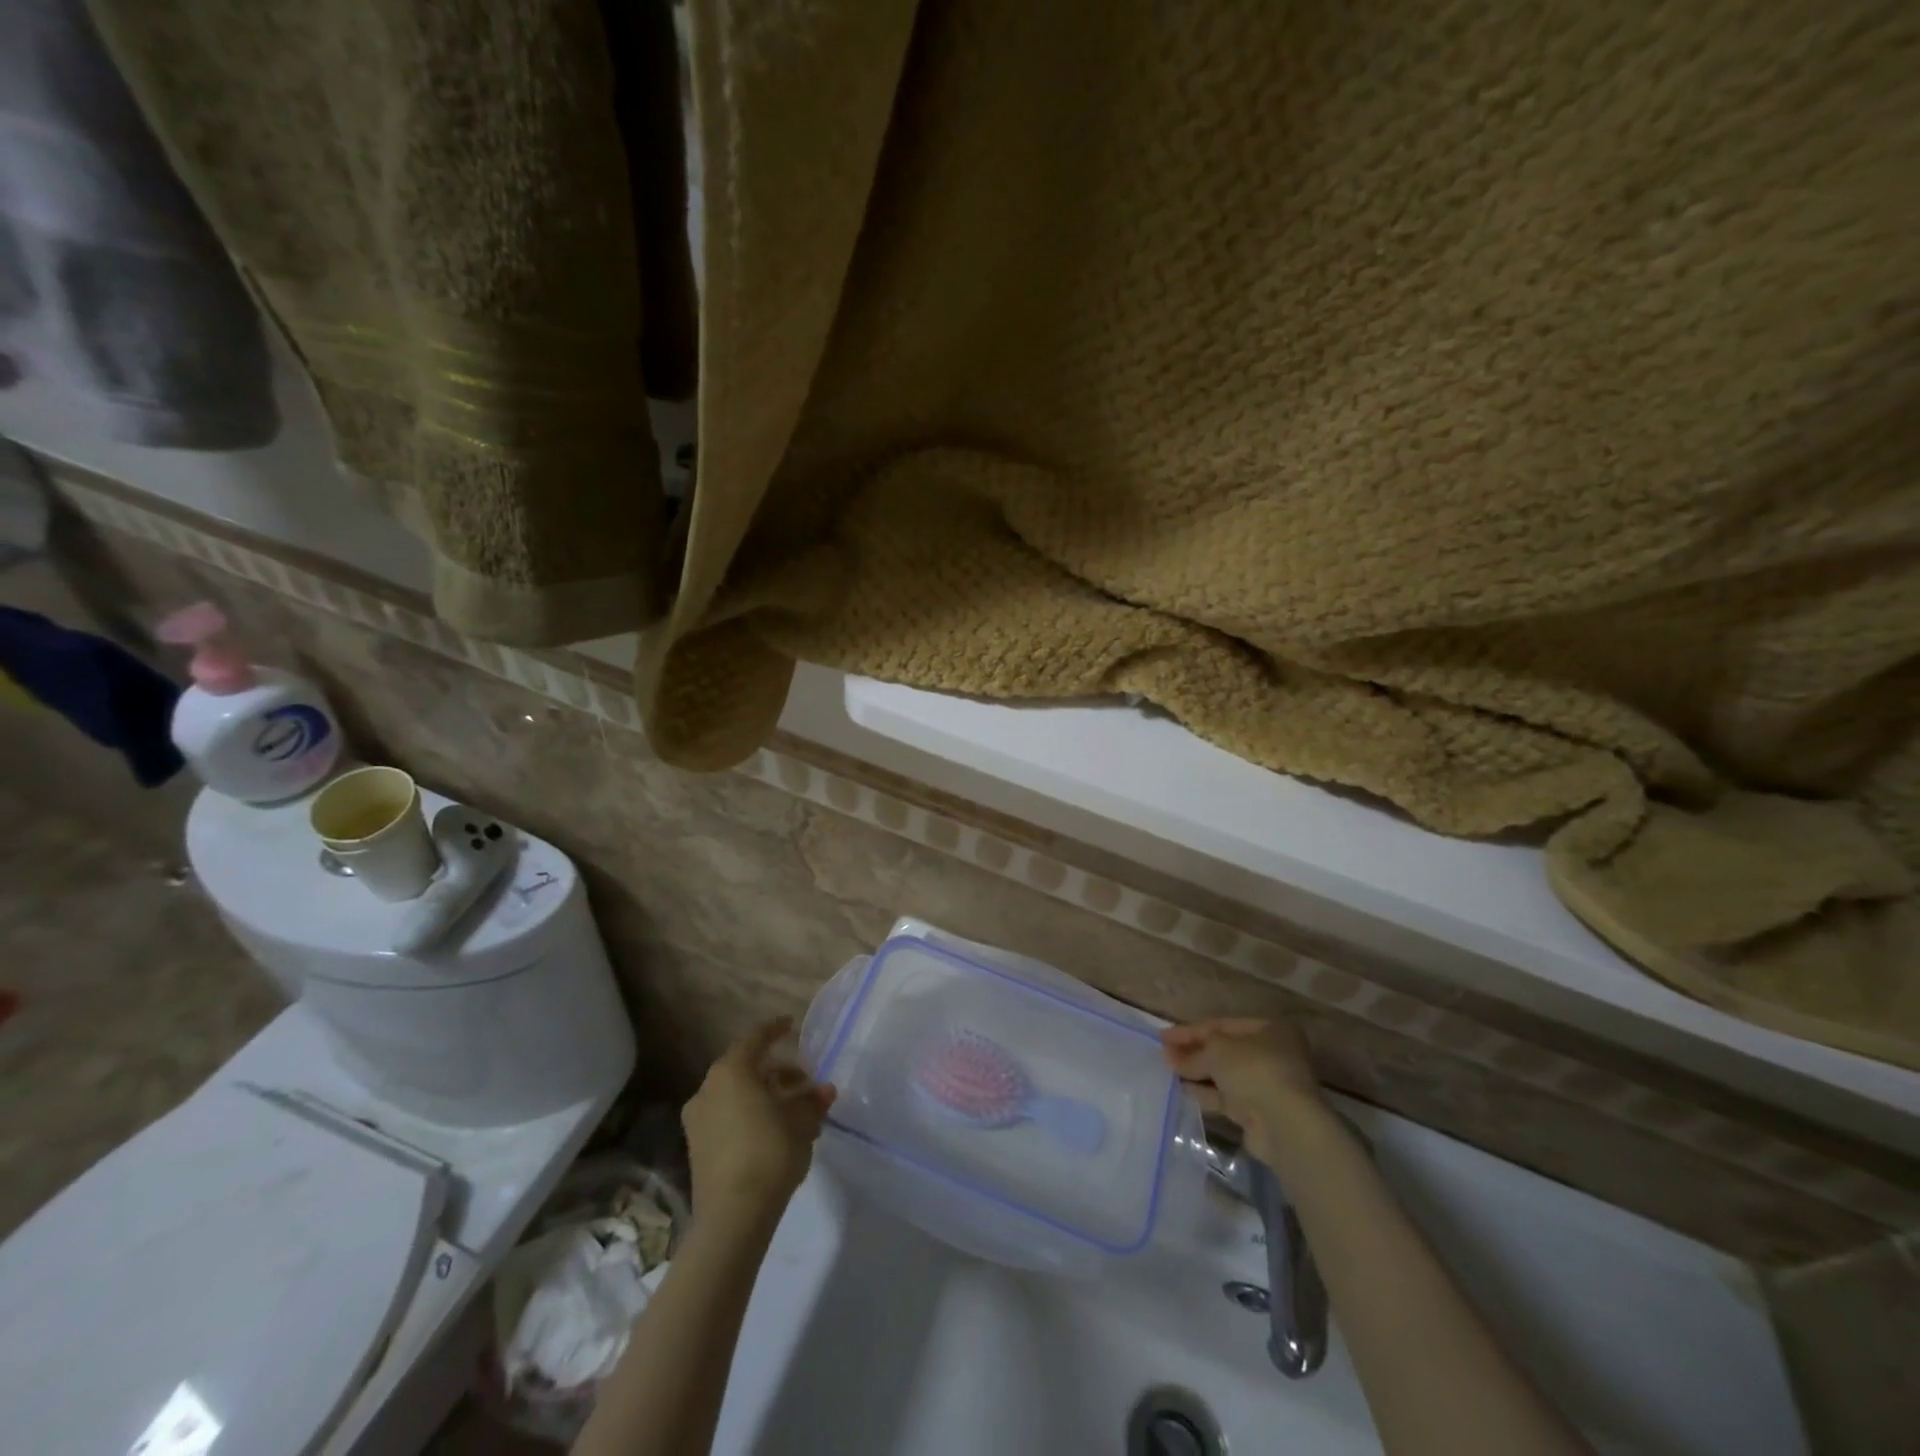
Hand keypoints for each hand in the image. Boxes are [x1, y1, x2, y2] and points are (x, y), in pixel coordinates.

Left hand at [683, 1017, 836, 1227]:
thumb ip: (812, 1101)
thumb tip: (823, 1091)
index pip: (754, 1039)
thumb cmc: (770, 1152)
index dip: (774, 1030)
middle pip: (746, 1069)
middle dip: (776, 1072)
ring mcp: (698, 1121)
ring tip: (796, 1111)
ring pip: (737, 1095)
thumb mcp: (802, 1122)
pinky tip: (777, 1132)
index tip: (791, 1025)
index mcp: (731, 1071)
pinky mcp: (698, 1149)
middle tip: (803, 1080)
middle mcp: (708, 1089)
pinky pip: (728, 1118)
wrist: (733, 1216)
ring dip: (765, 1097)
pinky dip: (751, 1115)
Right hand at [1161, 1016, 1328, 1164]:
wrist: (1284, 1125)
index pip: (1223, 1025)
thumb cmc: (1254, 1070)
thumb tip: (1169, 1057)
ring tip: (1168, 1071)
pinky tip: (1182, 1090)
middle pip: (1225, 1050)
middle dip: (1194, 1052)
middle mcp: (1273, 1055)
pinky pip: (1227, 1098)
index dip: (1191, 1030)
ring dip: (1197, 1072)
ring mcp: (1267, 1085)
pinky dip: (1206, 1093)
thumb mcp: (1216, 1051)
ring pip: (1225, 1075)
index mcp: (1271, 1030)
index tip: (1163, 1036)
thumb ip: (1192, 1053)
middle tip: (1164, 1054)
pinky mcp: (1260, 1113)